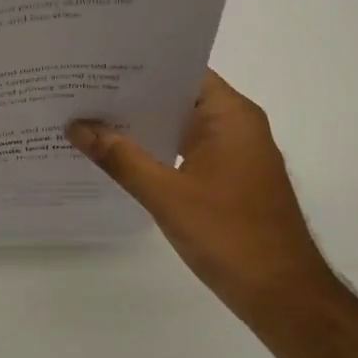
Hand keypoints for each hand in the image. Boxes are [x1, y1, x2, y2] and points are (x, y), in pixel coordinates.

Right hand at [66, 70, 334, 315]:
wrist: (280, 292)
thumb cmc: (228, 234)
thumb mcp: (165, 195)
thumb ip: (120, 158)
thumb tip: (76, 127)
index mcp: (230, 116)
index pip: (181, 72)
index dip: (139, 67)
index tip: (96, 66)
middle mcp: (235, 126)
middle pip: (177, 98)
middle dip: (130, 97)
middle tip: (79, 92)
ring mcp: (233, 154)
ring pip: (178, 127)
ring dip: (140, 126)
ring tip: (87, 120)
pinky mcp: (227, 179)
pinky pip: (184, 151)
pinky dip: (154, 151)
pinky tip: (116, 157)